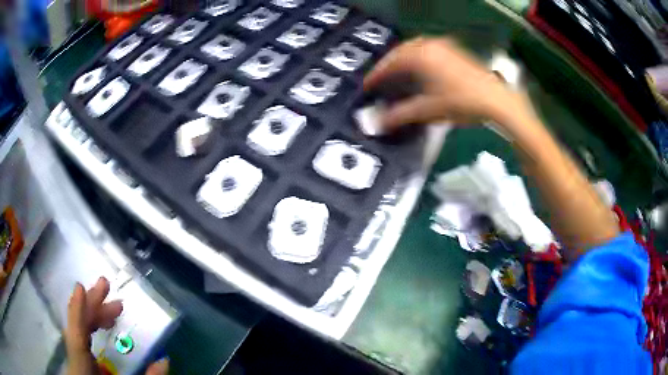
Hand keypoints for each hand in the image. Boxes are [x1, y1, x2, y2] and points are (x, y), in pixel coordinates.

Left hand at [66, 277, 168, 374]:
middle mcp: (74, 359)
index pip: (76, 337)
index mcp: (82, 368)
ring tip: (114, 307)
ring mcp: (75, 358)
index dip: (77, 312)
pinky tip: (102, 323)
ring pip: (78, 329)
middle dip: (91, 306)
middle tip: (106, 286)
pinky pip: (81, 337)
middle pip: (77, 326)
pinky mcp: (79, 359)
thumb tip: (164, 360)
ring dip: (94, 315)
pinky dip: (91, 326)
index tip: (81, 287)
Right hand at [364, 37, 531, 129]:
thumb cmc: (461, 102)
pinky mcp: (455, 51)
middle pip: (401, 51)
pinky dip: (419, 58)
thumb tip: (378, 123)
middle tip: (381, 79)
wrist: (496, 100)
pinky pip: (429, 49)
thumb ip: (401, 115)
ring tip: (398, 74)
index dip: (376, 75)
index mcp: (419, 55)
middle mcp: (429, 45)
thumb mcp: (429, 109)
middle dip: (389, 65)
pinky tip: (421, 70)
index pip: (390, 63)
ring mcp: (444, 46)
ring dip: (404, 60)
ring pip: (415, 48)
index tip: (367, 86)